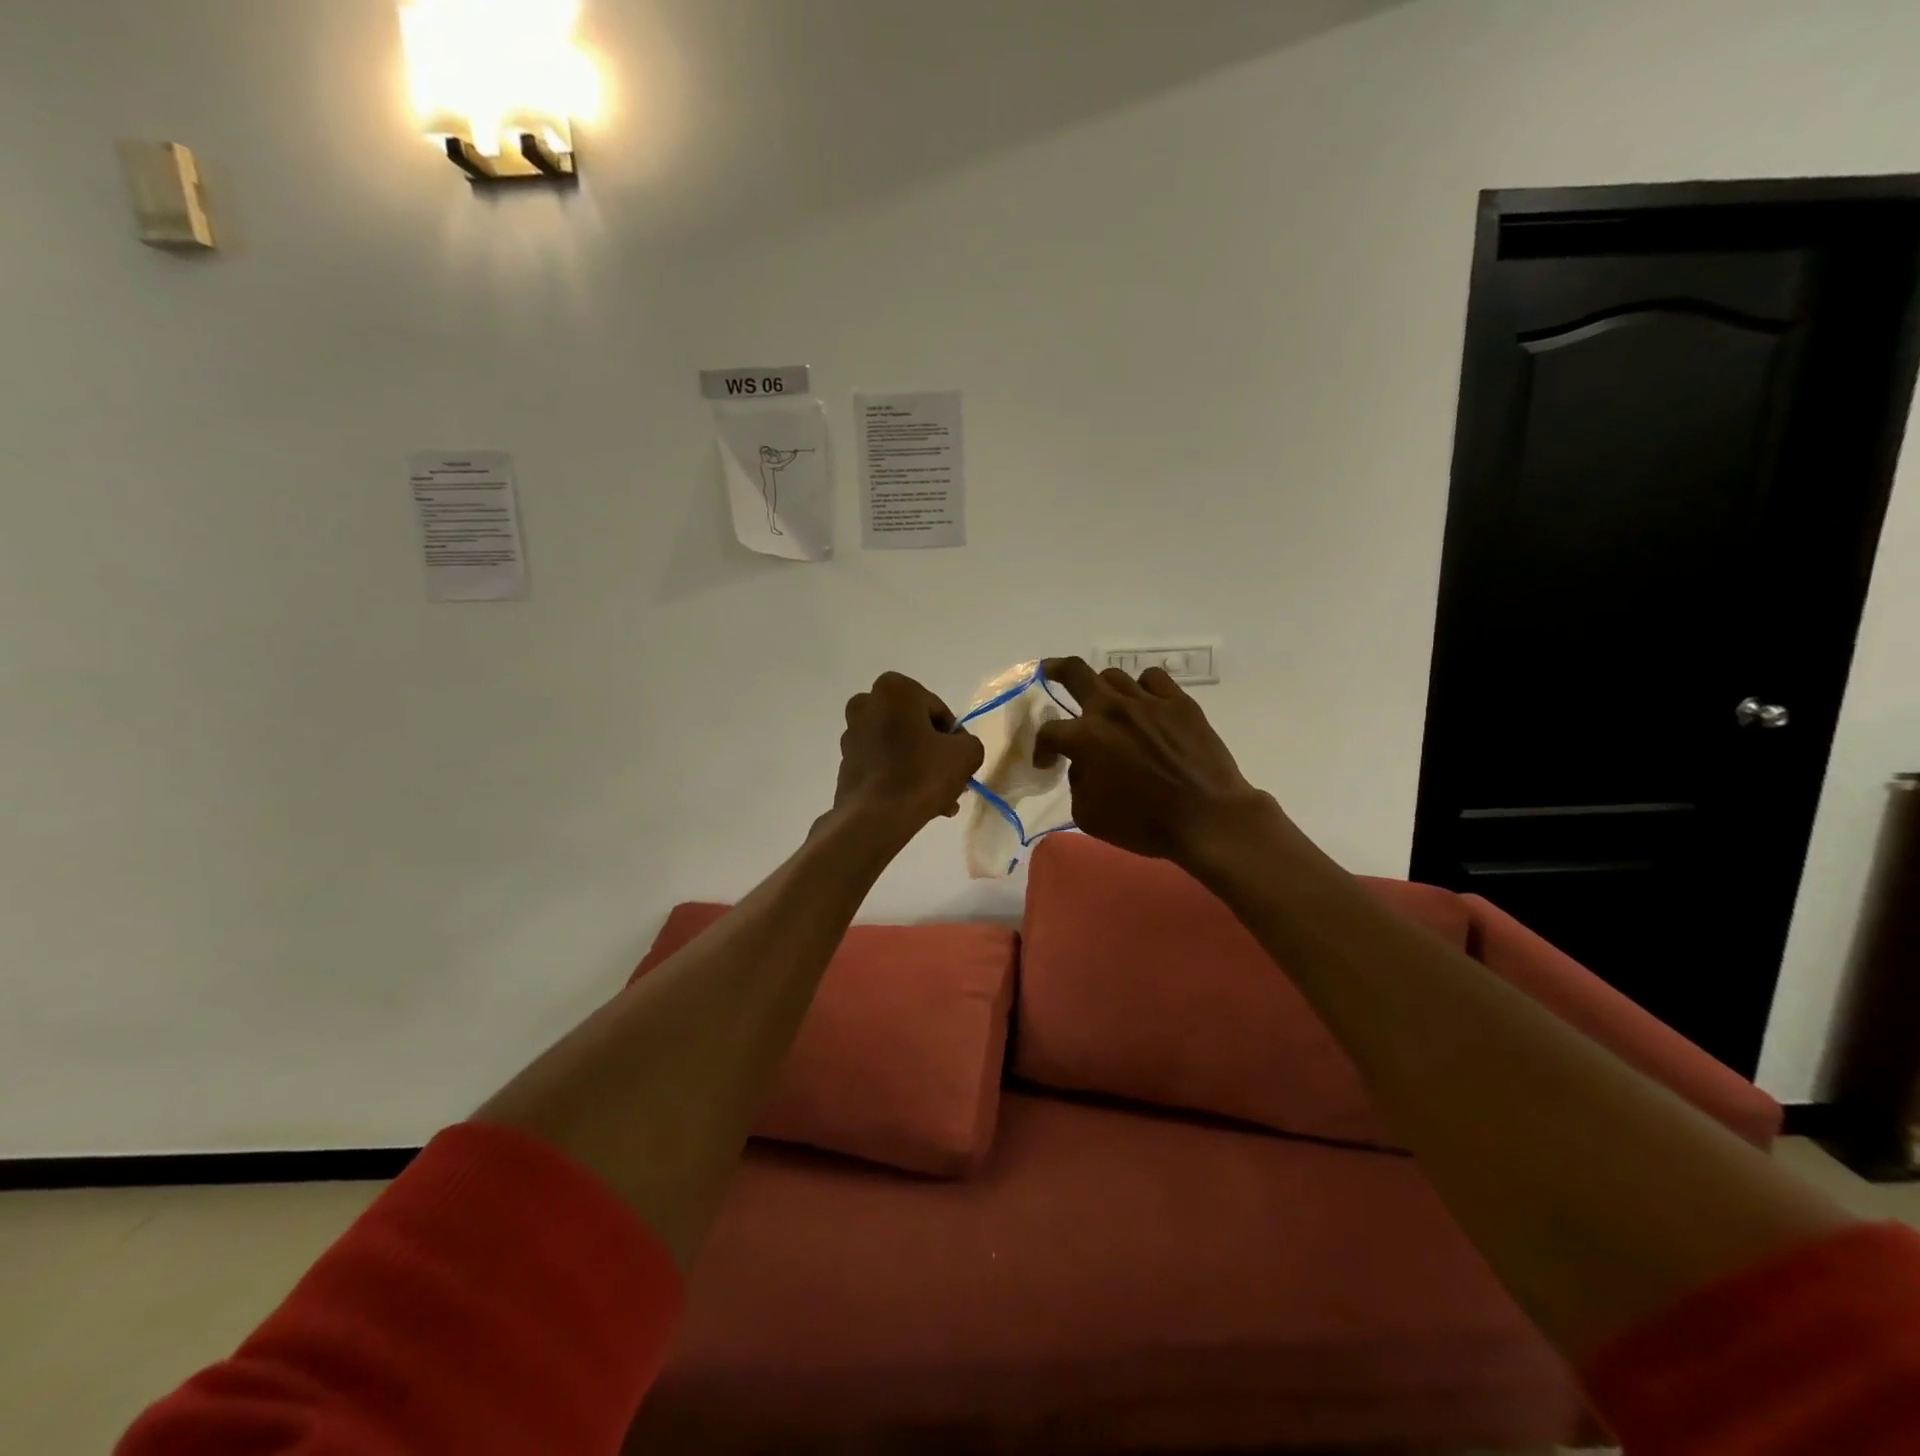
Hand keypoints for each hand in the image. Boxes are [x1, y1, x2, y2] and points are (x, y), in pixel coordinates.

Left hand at [831, 672, 985, 835]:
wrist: (875, 818)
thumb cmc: (921, 775)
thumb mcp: (966, 753)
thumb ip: (968, 741)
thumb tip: (957, 747)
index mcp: (894, 689)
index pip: (937, 709)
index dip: (952, 736)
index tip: (958, 760)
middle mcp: (866, 703)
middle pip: (914, 727)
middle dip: (933, 752)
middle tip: (951, 780)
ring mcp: (852, 734)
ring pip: (898, 747)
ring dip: (918, 767)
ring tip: (938, 800)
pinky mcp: (845, 762)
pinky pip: (882, 764)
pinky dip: (898, 777)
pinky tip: (916, 802)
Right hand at [1035, 657, 1279, 864]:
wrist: (1207, 818)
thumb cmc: (1144, 823)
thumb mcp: (1089, 815)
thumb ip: (1077, 782)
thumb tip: (1084, 765)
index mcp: (1085, 738)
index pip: (1049, 731)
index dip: (1041, 748)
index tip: (1046, 762)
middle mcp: (1112, 709)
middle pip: (1074, 673)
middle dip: (1055, 670)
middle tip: (1048, 671)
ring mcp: (1148, 701)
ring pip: (1114, 676)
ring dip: (1103, 689)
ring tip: (1106, 704)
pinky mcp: (1180, 703)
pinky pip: (1153, 679)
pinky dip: (1142, 688)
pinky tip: (1144, 704)